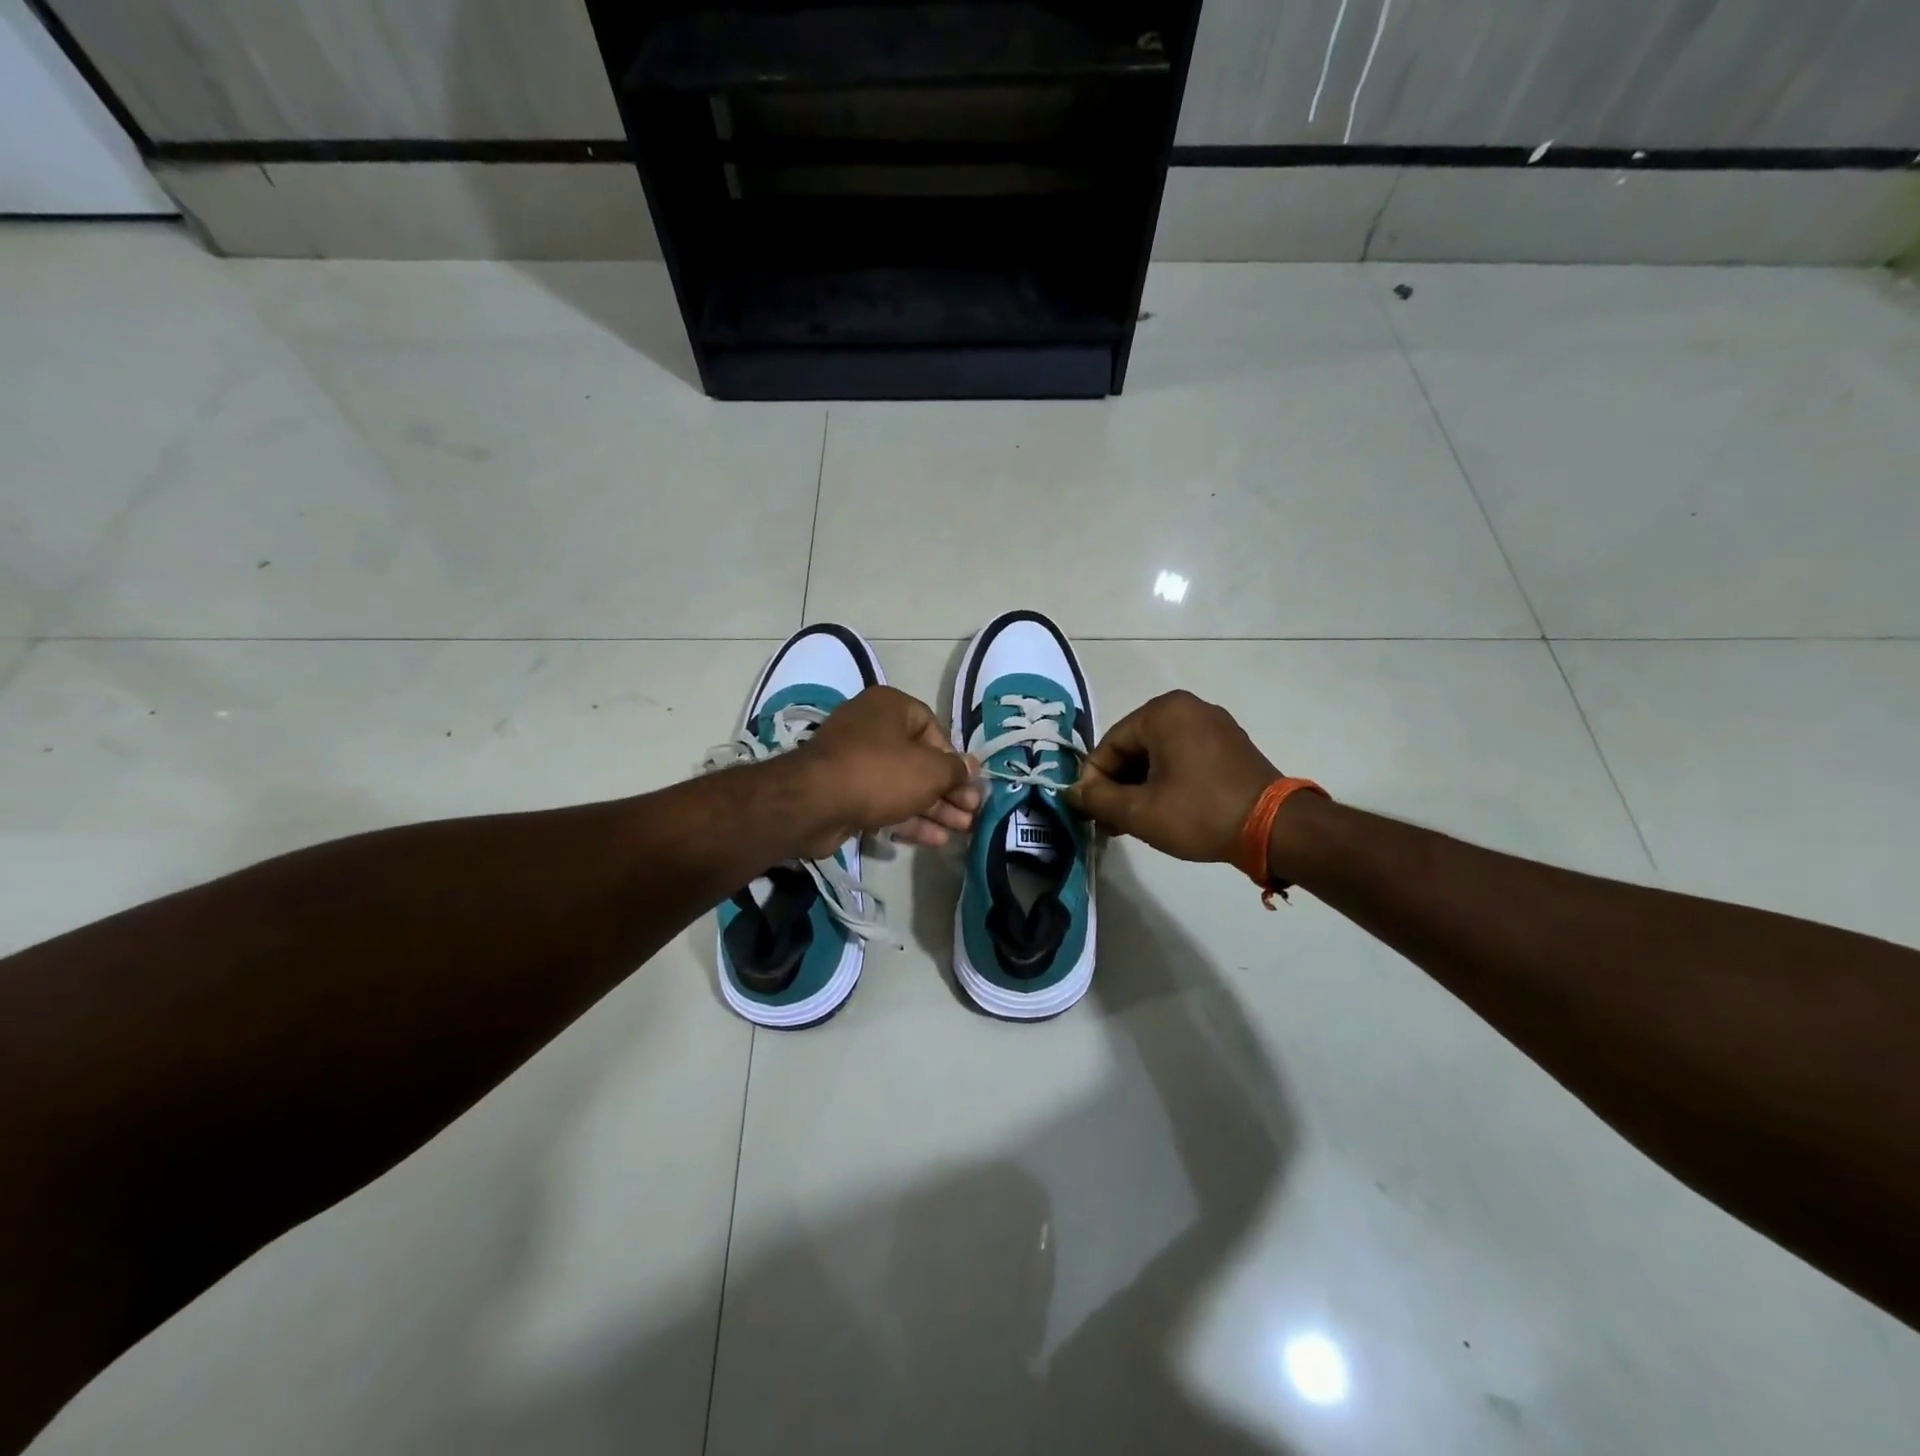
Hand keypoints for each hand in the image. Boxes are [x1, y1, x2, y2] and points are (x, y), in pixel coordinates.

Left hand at [786, 686, 979, 857]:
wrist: (814, 803)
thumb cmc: (880, 773)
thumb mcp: (929, 770)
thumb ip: (955, 770)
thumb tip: (970, 768)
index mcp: (890, 707)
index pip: (933, 728)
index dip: (954, 758)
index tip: (969, 784)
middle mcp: (871, 728)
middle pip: (920, 761)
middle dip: (949, 790)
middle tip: (972, 813)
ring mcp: (855, 762)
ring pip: (904, 785)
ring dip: (934, 809)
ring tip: (963, 830)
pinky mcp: (845, 793)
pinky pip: (885, 802)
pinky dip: (909, 819)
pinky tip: (936, 840)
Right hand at [1066, 690, 1279, 864]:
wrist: (1275, 829)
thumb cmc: (1200, 813)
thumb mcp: (1139, 811)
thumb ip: (1097, 798)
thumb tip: (1071, 791)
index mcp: (1163, 712)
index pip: (1109, 744)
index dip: (1094, 781)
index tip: (1090, 814)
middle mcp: (1187, 707)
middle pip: (1133, 747)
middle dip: (1118, 785)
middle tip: (1111, 822)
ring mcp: (1213, 724)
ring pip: (1158, 754)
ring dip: (1140, 786)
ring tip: (1134, 822)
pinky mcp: (1230, 744)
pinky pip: (1183, 757)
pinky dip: (1167, 780)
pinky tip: (1163, 811)